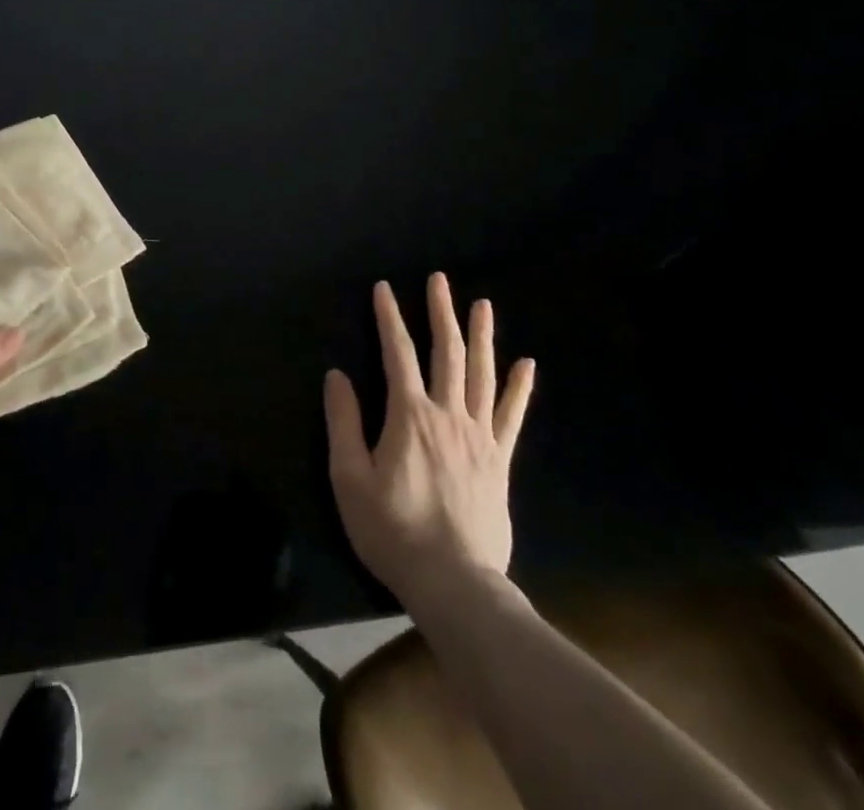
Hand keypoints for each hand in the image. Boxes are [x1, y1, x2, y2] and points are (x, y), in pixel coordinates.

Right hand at [325, 275, 535, 608]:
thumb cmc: (393, 530)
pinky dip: (519, 388)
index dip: (389, 318)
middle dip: (440, 313)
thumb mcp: (349, 478)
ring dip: (481, 336)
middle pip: (447, 352)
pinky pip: (511, 416)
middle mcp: (447, 414)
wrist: (454, 582)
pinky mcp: (500, 460)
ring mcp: (479, 436)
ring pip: (481, 374)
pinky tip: (526, 364)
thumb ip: (343, 423)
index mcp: (409, 415)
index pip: (398, 353)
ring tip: (482, 304)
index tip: (384, 288)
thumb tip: (337, 375)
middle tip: (440, 280)